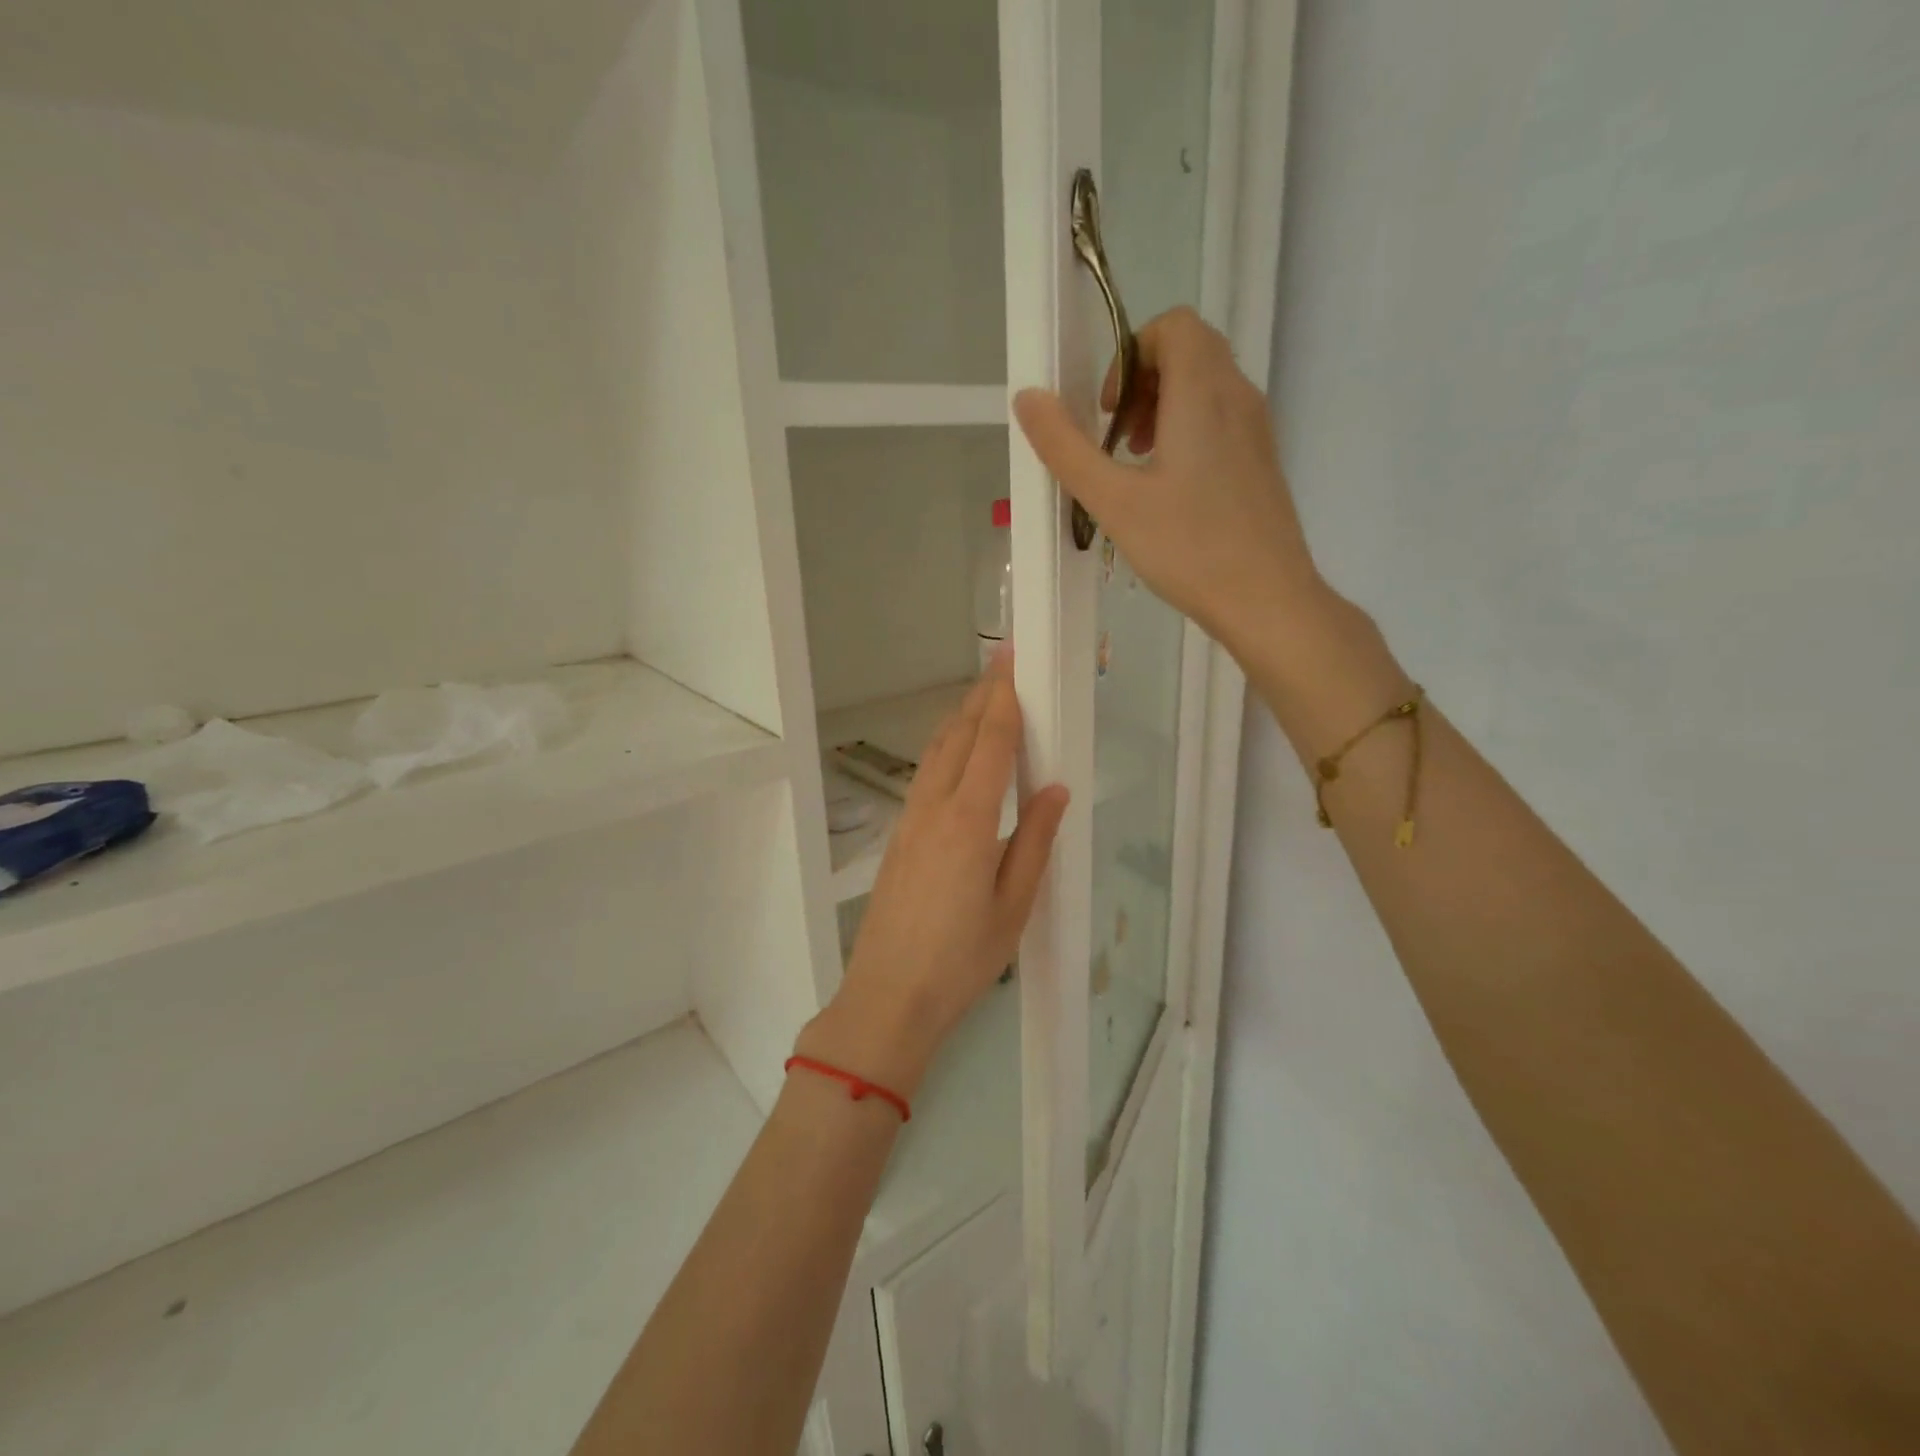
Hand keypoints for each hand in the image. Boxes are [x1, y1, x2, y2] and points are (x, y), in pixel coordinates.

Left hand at [801, 654, 1069, 1098]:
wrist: (888, 996)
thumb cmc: (962, 959)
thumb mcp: (1014, 906)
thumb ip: (1035, 841)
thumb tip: (1054, 789)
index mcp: (969, 821)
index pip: (989, 743)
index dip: (1002, 698)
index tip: (1010, 660)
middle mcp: (934, 808)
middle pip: (957, 736)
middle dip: (979, 696)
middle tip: (1000, 664)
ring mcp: (909, 821)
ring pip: (935, 753)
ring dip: (958, 720)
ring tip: (980, 698)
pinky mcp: (898, 837)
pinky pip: (924, 777)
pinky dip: (943, 750)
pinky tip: (954, 755)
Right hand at [1012, 306, 1322, 652]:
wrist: (1266, 600)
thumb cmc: (1188, 548)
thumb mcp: (1114, 501)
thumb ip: (1067, 448)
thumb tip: (1028, 397)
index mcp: (1203, 393)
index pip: (1173, 326)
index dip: (1130, 355)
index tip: (1107, 411)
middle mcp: (1237, 397)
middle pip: (1190, 350)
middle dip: (1143, 381)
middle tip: (1117, 439)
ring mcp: (1256, 429)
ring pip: (1207, 386)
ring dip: (1163, 407)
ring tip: (1137, 466)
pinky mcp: (1261, 461)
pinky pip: (1221, 418)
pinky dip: (1187, 431)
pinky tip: (1169, 491)